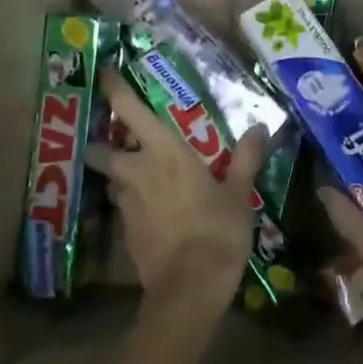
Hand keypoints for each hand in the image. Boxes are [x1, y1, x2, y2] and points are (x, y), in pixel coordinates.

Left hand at [87, 69, 267, 320]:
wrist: (188, 290)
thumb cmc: (216, 230)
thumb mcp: (238, 193)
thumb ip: (246, 157)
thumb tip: (259, 126)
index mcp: (163, 152)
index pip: (130, 110)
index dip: (115, 90)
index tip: (106, 73)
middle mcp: (136, 171)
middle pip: (102, 150)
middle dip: (103, 144)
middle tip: (117, 139)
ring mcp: (126, 204)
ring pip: (112, 181)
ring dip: (118, 175)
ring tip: (137, 176)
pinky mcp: (125, 233)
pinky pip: (123, 208)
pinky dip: (131, 204)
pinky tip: (150, 211)